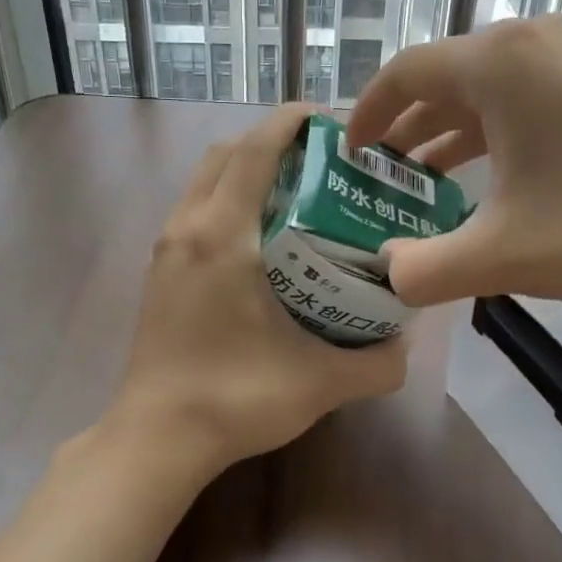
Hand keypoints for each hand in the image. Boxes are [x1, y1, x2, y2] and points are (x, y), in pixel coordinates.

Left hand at [108, 103, 407, 477]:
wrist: (156, 438)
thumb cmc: (234, 399)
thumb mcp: (320, 382)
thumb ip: (377, 363)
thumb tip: (405, 345)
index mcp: (222, 235)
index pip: (255, 150)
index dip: (292, 122)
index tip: (332, 122)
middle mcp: (186, 229)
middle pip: (225, 154)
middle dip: (272, 142)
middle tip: (321, 162)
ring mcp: (164, 251)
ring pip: (204, 181)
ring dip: (245, 171)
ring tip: (295, 195)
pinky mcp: (157, 274)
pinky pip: (193, 211)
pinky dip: (226, 201)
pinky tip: (260, 241)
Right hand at [344, 16, 561, 311]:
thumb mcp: (498, 255)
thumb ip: (422, 269)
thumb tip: (385, 274)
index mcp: (499, 63)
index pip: (405, 73)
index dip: (366, 114)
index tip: (348, 155)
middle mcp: (534, 44)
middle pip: (444, 78)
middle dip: (404, 127)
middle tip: (380, 175)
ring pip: (487, 91)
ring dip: (447, 132)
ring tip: (422, 180)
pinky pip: (525, 99)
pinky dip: (492, 134)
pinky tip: (488, 179)